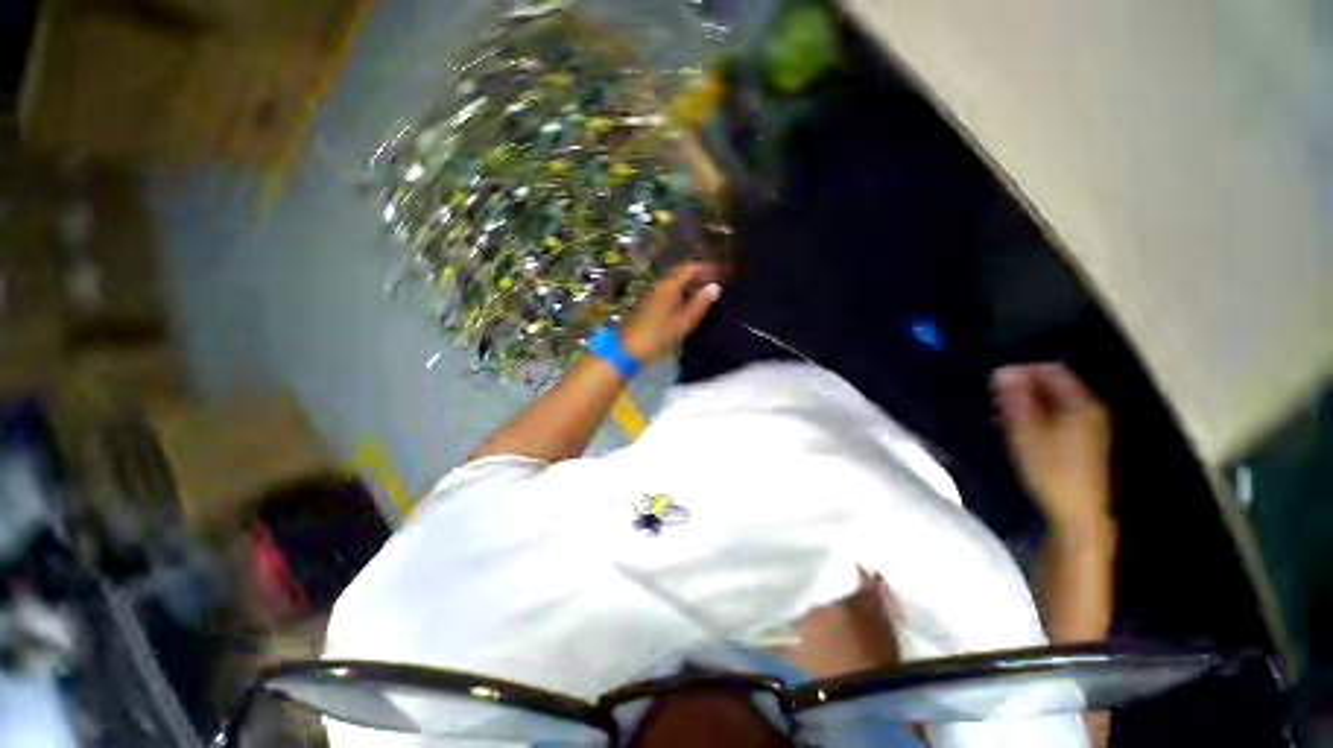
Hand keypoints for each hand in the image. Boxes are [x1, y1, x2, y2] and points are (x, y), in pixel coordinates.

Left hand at [619, 262, 721, 361]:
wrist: (630, 348)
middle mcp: (661, 286)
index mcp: (669, 286)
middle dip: (699, 274)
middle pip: (681, 273)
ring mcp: (653, 294)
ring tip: (706, 292)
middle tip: (715, 280)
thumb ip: (700, 303)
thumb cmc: (659, 335)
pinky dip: (683, 292)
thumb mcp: (683, 321)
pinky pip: (670, 291)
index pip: (690, 268)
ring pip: (675, 282)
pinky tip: (689, 303)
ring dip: (691, 283)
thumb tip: (716, 287)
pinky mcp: (650, 304)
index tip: (720, 272)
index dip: (706, 268)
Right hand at [991, 363, 1111, 532]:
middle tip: (994, 397)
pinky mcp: (1083, 444)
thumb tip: (1002, 372)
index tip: (995, 380)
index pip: (1052, 370)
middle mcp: (1089, 411)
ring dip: (1026, 402)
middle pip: (1054, 385)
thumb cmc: (1050, 469)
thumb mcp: (1025, 432)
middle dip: (1022, 387)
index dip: (1022, 370)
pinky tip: (1016, 429)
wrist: (1076, 512)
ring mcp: (1089, 428)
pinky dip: (1035, 416)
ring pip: (1054, 402)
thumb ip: (1015, 400)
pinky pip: (1057, 417)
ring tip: (999, 413)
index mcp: (1080, 404)